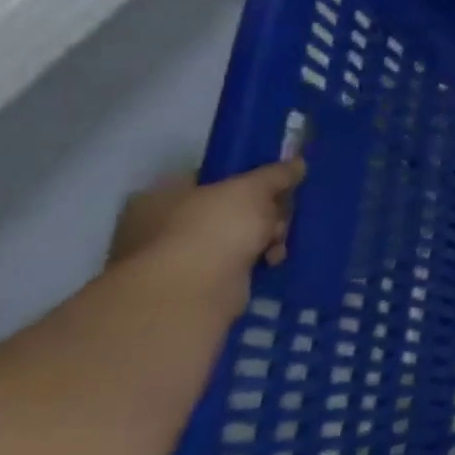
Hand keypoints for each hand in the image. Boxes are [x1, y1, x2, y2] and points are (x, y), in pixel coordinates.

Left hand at [107, 161, 304, 306]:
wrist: (193, 292)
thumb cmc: (213, 227)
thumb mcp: (253, 188)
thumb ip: (276, 174)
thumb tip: (297, 162)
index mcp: (158, 197)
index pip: (208, 180)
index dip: (245, 180)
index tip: (274, 186)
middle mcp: (157, 227)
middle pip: (226, 210)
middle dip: (261, 213)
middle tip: (279, 218)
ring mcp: (172, 260)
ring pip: (233, 238)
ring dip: (262, 238)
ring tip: (277, 244)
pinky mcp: (192, 287)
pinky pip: (234, 264)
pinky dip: (254, 261)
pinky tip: (271, 261)